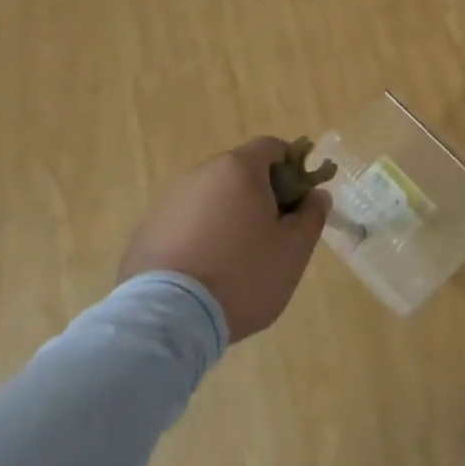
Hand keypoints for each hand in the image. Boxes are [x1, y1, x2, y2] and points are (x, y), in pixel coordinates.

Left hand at [118, 137, 330, 342]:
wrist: (168, 318)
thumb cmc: (243, 276)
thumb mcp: (293, 251)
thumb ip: (312, 216)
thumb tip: (317, 195)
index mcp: (239, 169)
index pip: (272, 147)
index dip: (292, 167)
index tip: (298, 201)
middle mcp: (201, 174)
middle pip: (240, 172)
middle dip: (260, 195)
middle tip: (272, 235)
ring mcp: (170, 200)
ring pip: (211, 198)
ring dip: (228, 216)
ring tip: (235, 260)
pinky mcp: (147, 230)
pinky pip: (185, 222)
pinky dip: (199, 236)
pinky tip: (204, 273)